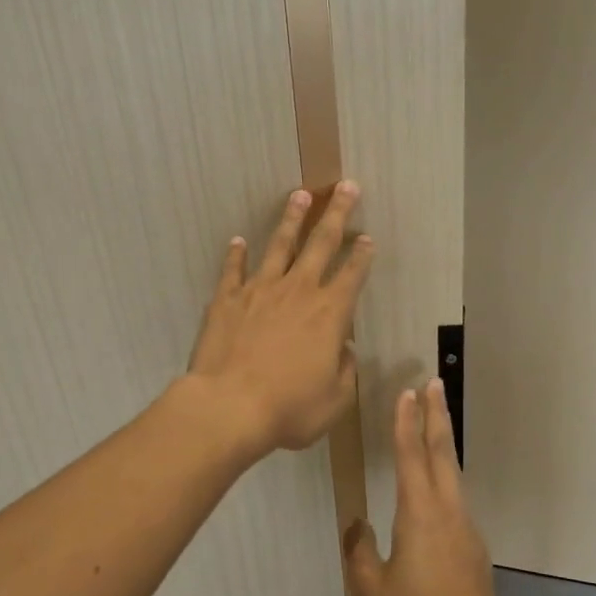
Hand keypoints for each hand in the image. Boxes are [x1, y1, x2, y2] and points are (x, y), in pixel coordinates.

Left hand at [186, 183, 372, 457]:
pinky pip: (233, 270)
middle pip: (321, 243)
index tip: (368, 237)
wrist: (229, 406)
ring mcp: (259, 291)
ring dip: (291, 220)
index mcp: (330, 314)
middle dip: (337, 214)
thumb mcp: (334, 400)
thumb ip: (345, 371)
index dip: (363, 255)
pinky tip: (238, 241)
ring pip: (279, 246)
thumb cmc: (289, 408)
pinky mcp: (227, 300)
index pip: (352, 275)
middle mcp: (298, 292)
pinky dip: (236, 255)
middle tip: (346, 186)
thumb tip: (344, 349)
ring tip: (300, 195)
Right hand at [344, 381, 506, 595]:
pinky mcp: (474, 550)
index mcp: (420, 517)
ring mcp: (466, 531)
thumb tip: (357, 525)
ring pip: (454, 476)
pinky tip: (436, 489)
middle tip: (434, 383)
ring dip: (443, 444)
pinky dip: (446, 478)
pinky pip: (457, 502)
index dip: (406, 423)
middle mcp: (448, 514)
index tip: (407, 392)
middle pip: (443, 454)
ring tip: (435, 422)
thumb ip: (360, 552)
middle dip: (437, 416)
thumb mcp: (370, 591)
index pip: (411, 458)